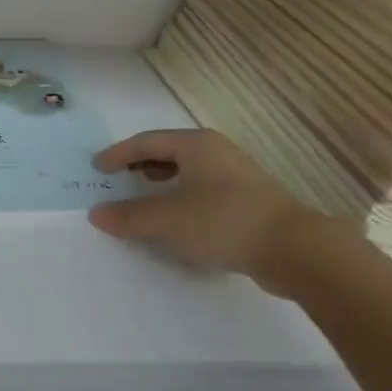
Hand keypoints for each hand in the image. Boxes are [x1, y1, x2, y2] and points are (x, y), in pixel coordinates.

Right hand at [87, 128, 336, 289]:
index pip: (146, 141)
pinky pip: (204, 187)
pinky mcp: (250, 199)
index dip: (119, 154)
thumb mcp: (167, 220)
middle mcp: (217, 151)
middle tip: (120, 176)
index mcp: (195, 145)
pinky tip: (181, 216)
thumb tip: (97, 214)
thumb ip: (129, 217)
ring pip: (190, 169)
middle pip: (169, 150)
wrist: (295, 249)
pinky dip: (183, 194)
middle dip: (141, 162)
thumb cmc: (223, 222)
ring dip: (163, 179)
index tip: (98, 167)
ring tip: (147, 192)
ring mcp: (238, 174)